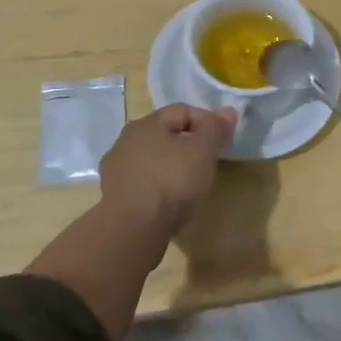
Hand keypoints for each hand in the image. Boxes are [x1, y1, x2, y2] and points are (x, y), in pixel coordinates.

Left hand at [98, 105, 236, 235]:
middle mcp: (125, 141)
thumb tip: (227, 111)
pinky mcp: (113, 198)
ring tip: (191, 185)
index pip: (182, 111)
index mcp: (146, 123)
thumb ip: (215, 128)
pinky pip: (143, 184)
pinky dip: (159, 188)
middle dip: (189, 144)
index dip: (207, 121)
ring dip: (172, 167)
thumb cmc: (172, 181)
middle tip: (209, 162)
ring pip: (152, 160)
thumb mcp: (203, 150)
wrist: (133, 230)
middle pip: (165, 135)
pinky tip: (171, 202)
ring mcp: (115, 171)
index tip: (223, 141)